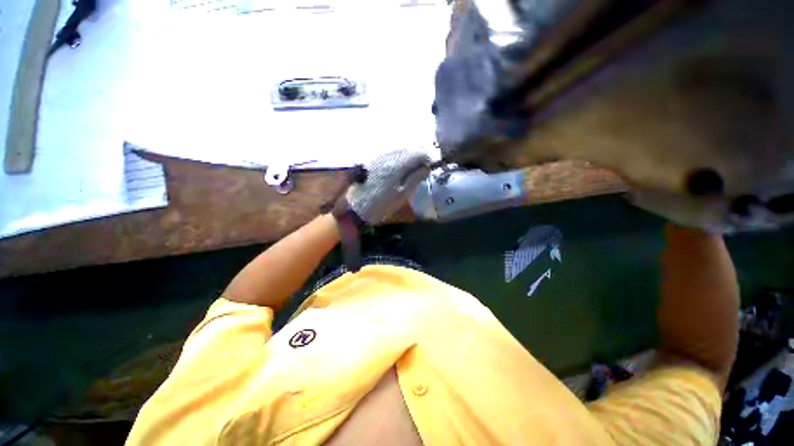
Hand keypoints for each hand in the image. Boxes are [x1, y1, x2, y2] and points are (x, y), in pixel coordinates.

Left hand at [336, 150, 431, 224]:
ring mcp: (378, 158)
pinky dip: (397, 158)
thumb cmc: (381, 205)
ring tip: (412, 168)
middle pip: (407, 150)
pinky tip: (398, 167)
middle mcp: (387, 157)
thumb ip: (414, 179)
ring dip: (407, 156)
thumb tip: (426, 167)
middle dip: (417, 156)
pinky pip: (388, 154)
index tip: (430, 165)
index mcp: (397, 166)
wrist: (356, 209)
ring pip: (397, 151)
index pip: (416, 154)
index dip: (426, 158)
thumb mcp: (401, 195)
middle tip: (422, 167)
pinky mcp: (371, 161)